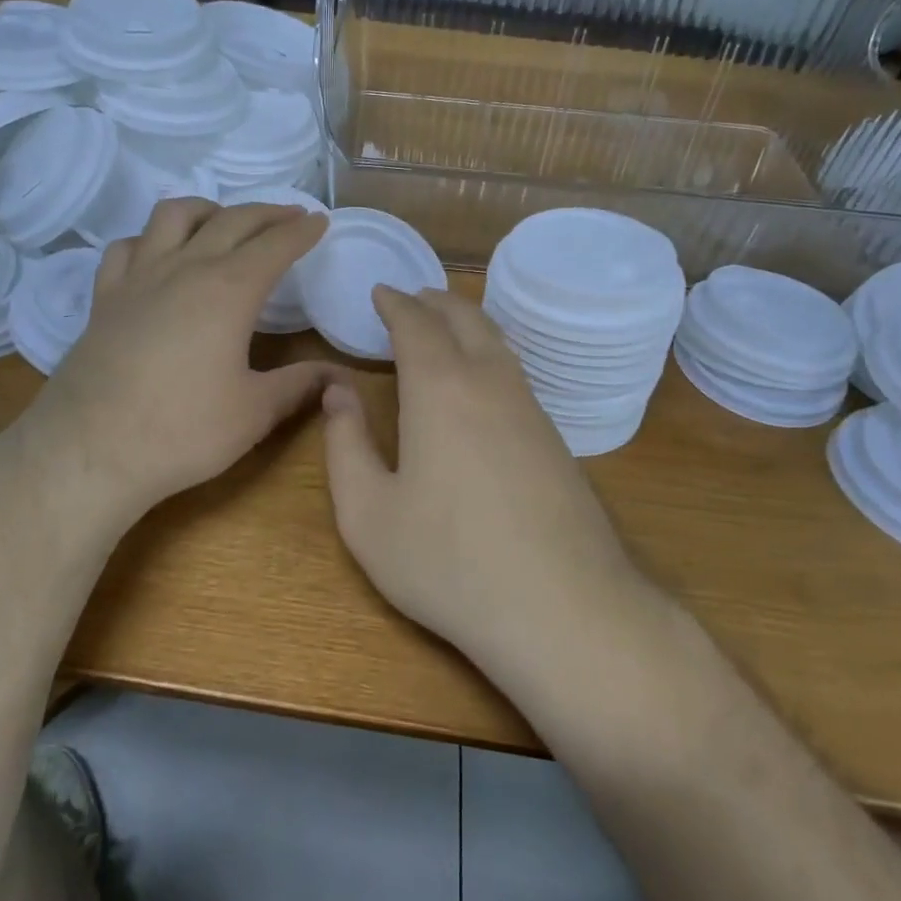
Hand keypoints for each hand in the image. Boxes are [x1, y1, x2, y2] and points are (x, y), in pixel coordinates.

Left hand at [25, 198, 339, 522]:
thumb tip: (339, 377)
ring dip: (207, 209)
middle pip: (231, 220)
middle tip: (289, 216)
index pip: (274, 246)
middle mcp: (185, 269)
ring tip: (224, 221)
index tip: (319, 221)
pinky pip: (127, 247)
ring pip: (173, 216)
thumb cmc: (182, 431)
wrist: (89, 451)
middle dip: (266, 213)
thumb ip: (299, 385)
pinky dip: (150, 239)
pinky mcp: (105, 298)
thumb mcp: (254, 412)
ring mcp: (138, 278)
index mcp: (229, 290)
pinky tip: (157, 254)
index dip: (301, 231)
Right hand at [319, 287, 635, 668]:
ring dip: (466, 321)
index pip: (415, 323)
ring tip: (444, 321)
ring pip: (497, 341)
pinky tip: (483, 375)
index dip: (394, 303)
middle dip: (433, 301)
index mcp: (440, 388)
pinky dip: (490, 350)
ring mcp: (530, 408)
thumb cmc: (448, 562)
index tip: (379, 292)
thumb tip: (337, 391)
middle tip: (410, 296)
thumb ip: (346, 445)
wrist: (563, 609)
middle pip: (463, 318)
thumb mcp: (368, 514)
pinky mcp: (555, 438)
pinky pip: (515, 370)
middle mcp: (489, 382)